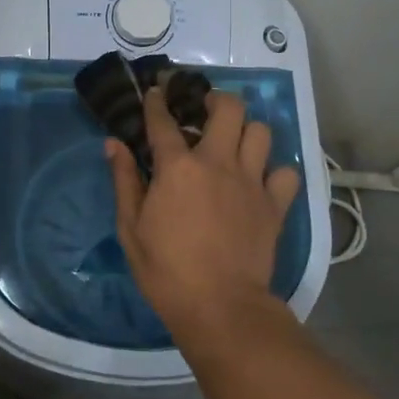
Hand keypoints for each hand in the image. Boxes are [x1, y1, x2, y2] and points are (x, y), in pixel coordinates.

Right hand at [106, 87, 300, 340]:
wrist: (221, 307)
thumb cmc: (166, 270)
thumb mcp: (131, 228)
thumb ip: (124, 180)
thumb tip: (113, 144)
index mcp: (178, 167)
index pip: (163, 120)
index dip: (157, 101)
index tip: (155, 91)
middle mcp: (218, 162)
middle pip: (228, 108)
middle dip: (215, 100)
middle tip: (204, 110)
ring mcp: (251, 181)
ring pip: (261, 132)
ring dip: (246, 131)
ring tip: (235, 142)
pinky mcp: (275, 204)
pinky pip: (286, 172)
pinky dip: (275, 171)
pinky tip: (262, 180)